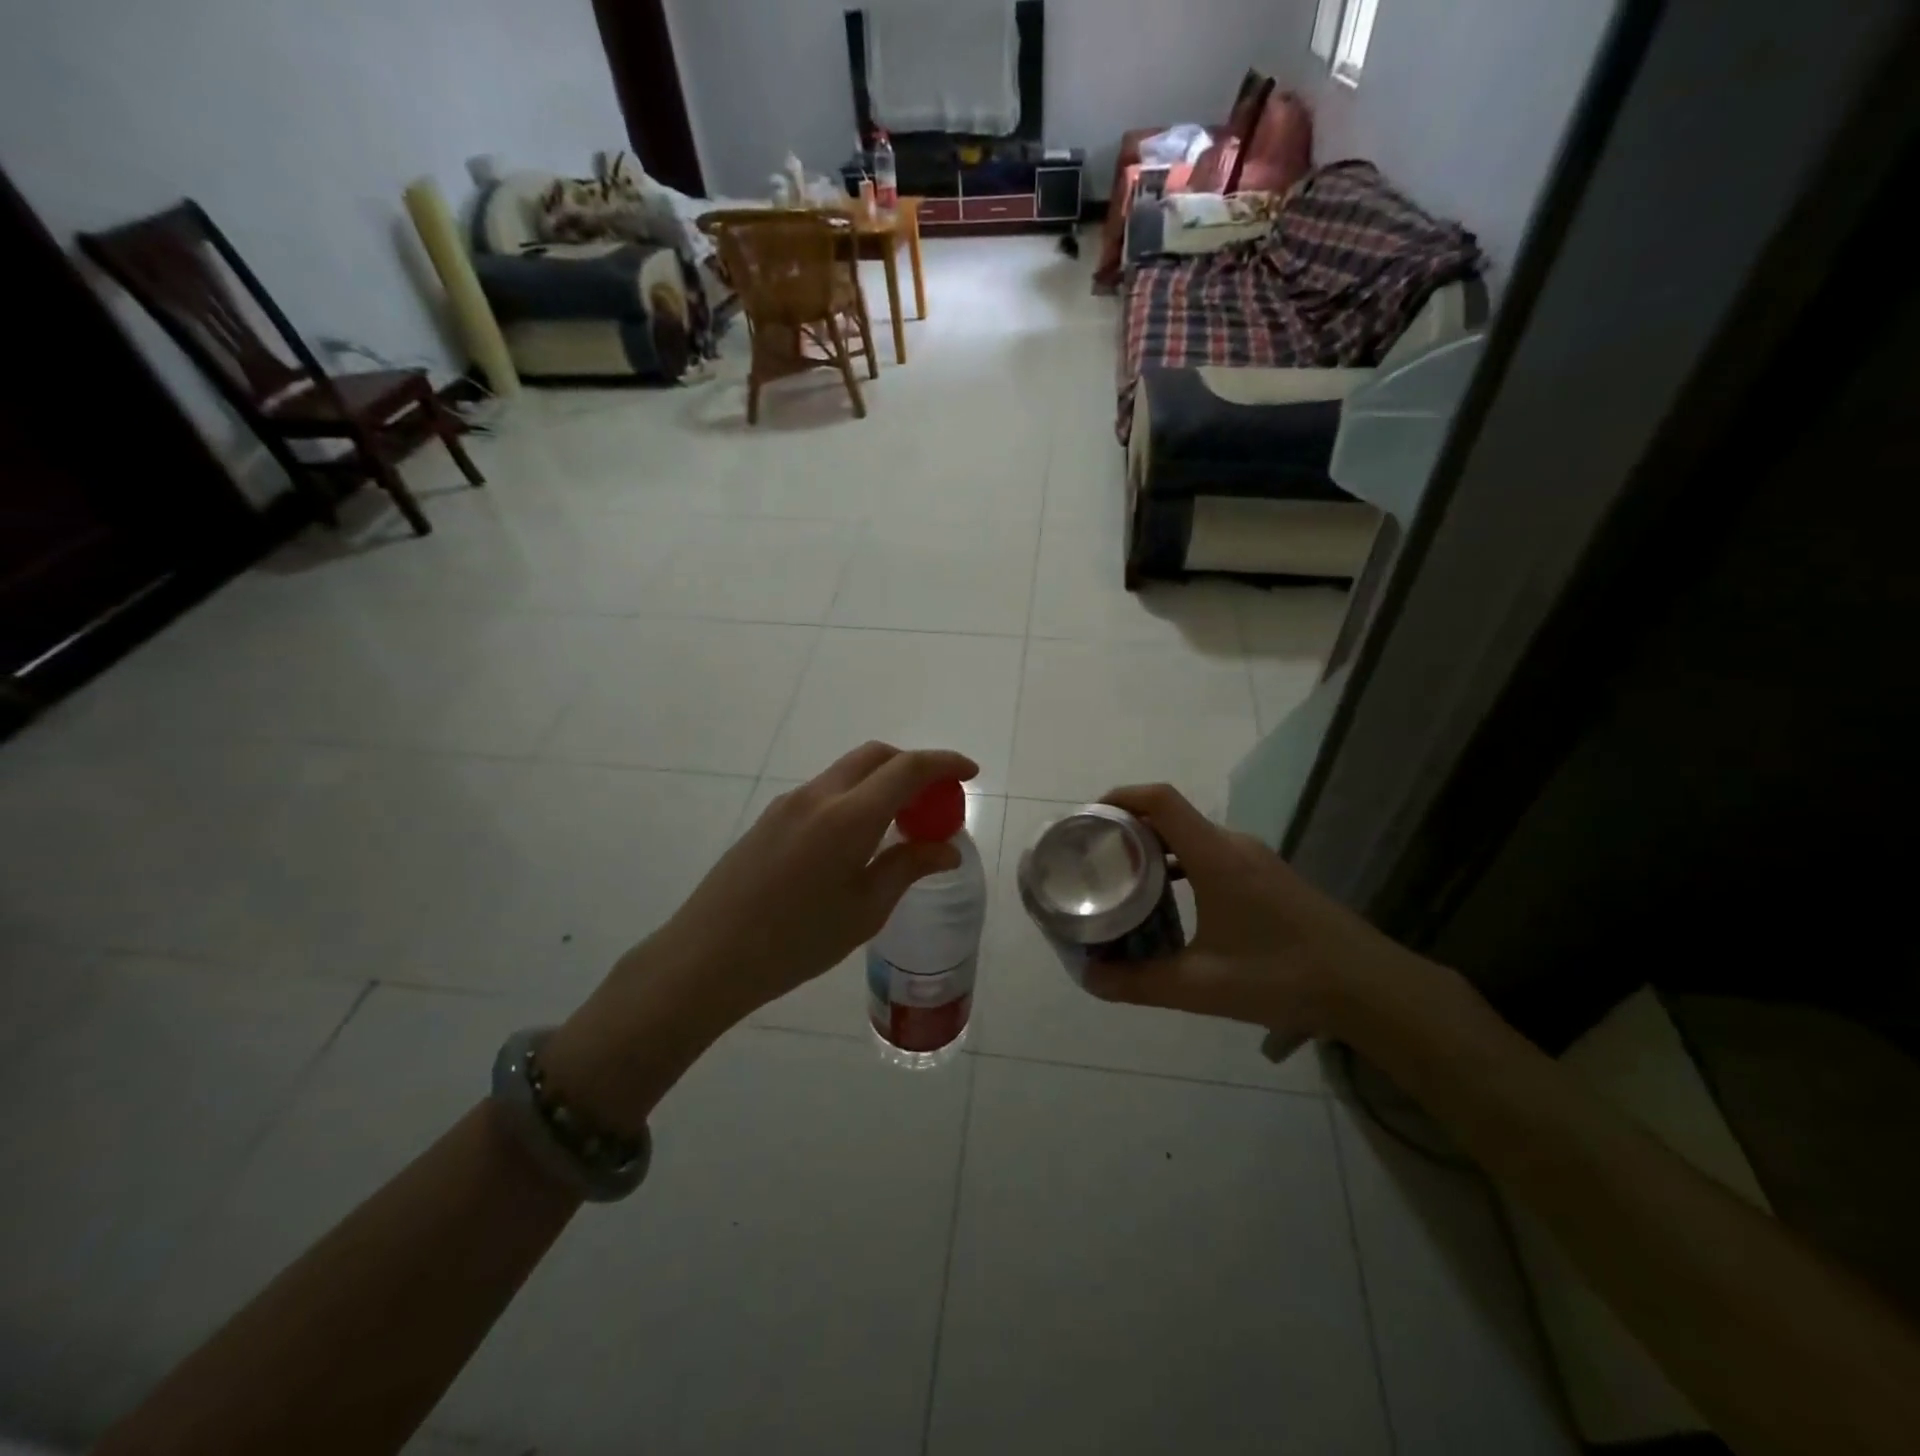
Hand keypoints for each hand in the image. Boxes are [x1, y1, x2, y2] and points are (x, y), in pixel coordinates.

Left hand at [543, 744, 977, 1131]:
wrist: (708, 956)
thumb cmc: (795, 942)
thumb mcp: (864, 911)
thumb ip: (908, 868)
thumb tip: (946, 849)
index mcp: (848, 817)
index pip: (908, 768)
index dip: (944, 764)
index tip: (970, 773)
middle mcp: (819, 796)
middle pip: (876, 756)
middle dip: (914, 765)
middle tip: (937, 798)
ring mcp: (790, 803)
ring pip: (848, 771)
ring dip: (883, 781)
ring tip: (902, 822)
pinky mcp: (771, 818)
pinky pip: (826, 791)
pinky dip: (856, 796)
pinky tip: (860, 838)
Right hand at [1081, 784, 1424, 1041]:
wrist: (1371, 988)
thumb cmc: (1283, 976)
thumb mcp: (1202, 986)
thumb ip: (1140, 982)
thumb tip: (1089, 979)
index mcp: (1215, 856)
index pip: (1160, 799)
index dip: (1120, 797)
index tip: (1087, 818)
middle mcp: (1234, 845)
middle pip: (1171, 815)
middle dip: (1127, 829)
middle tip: (1094, 859)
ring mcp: (1255, 860)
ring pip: (1191, 837)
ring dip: (1155, 849)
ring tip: (1124, 880)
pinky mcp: (1269, 877)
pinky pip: (1211, 854)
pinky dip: (1180, 865)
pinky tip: (1170, 903)